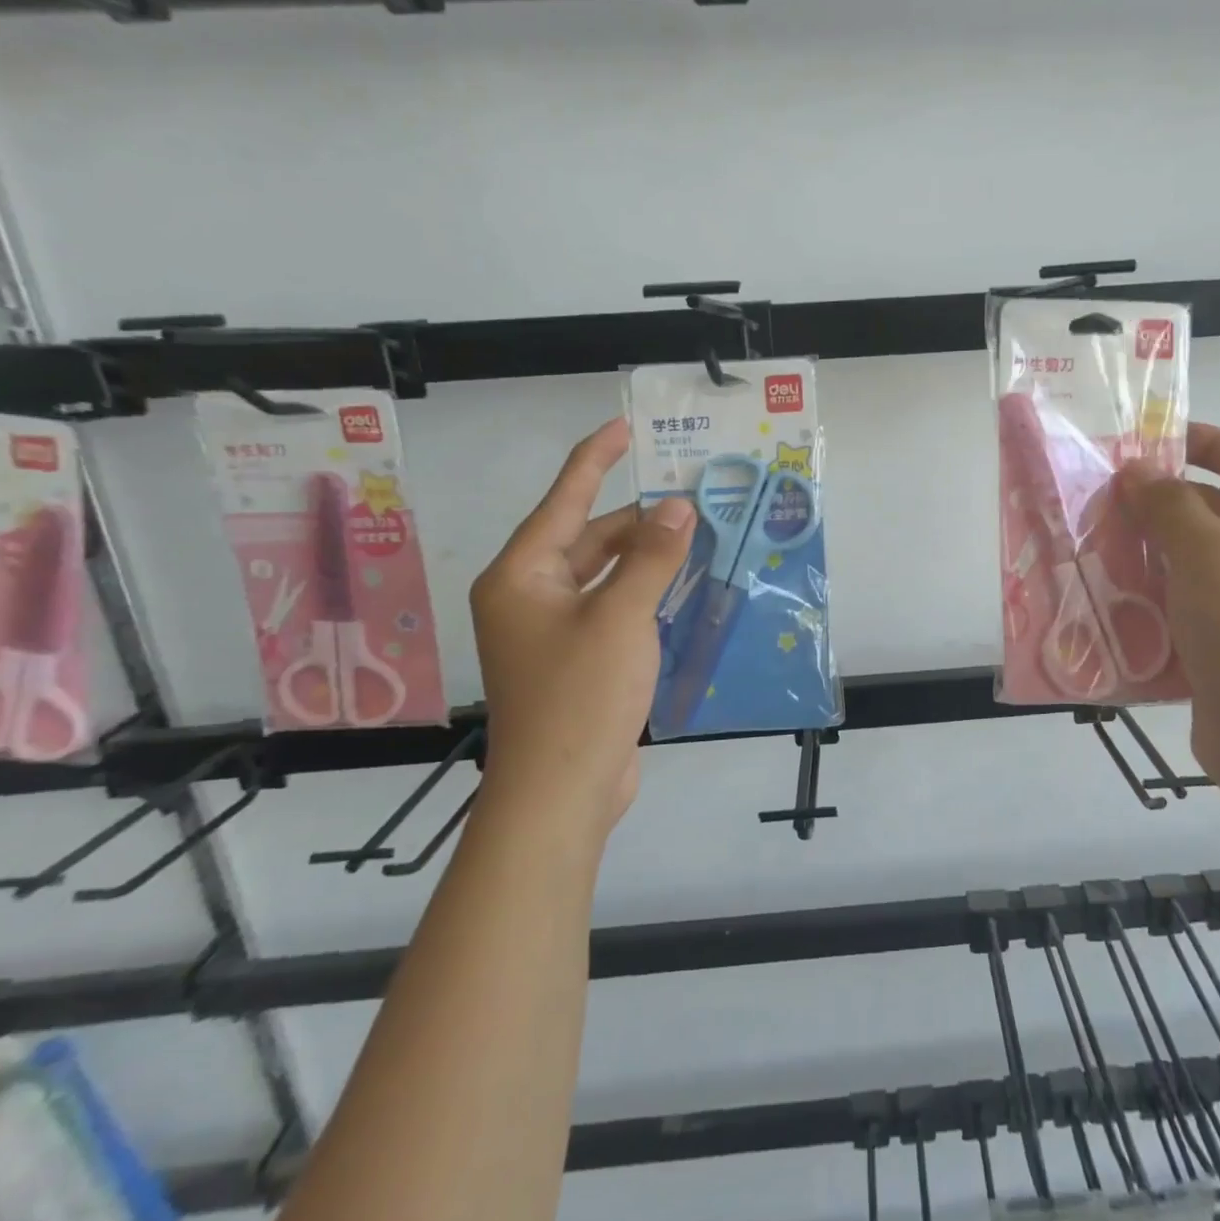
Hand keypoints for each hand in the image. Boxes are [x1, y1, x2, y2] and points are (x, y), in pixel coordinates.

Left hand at [470, 417, 694, 840]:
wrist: (561, 792)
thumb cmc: (581, 694)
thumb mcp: (622, 617)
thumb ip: (652, 558)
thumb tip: (678, 507)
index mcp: (522, 575)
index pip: (563, 500)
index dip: (594, 459)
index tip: (624, 427)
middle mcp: (530, 596)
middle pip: (588, 539)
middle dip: (639, 521)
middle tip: (693, 501)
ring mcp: (552, 631)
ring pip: (605, 576)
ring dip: (647, 559)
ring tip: (697, 537)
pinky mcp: (577, 659)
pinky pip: (613, 608)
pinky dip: (645, 594)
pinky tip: (684, 587)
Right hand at [1118, 423, 1219, 796]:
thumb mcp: (1208, 557)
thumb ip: (1168, 505)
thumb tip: (1135, 470)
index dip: (1206, 443)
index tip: (1151, 440)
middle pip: (1219, 510)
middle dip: (1162, 504)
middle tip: (1102, 498)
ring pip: (1197, 558)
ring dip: (1151, 549)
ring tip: (1095, 539)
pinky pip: (1190, 599)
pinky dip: (1155, 590)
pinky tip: (1111, 589)